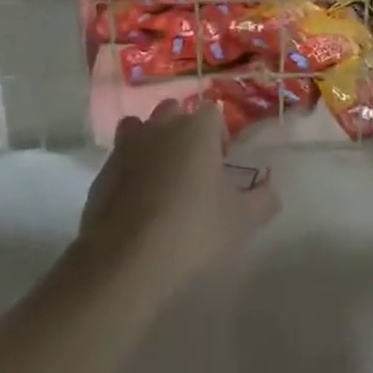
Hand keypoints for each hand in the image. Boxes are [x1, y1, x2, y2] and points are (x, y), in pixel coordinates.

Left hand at [78, 101, 279, 304]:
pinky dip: (128, 172)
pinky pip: (119, 161)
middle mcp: (160, 127)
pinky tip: (136, 205)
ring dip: (151, 143)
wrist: (126, 261)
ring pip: (140, 128)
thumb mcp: (242, 221)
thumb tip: (271, 190)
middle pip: (174, 112)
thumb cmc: (193, 230)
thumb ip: (263, 200)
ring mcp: (126, 147)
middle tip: (194, 169)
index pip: (212, 113)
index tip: (222, 166)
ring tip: (161, 179)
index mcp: (196, 129)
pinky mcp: (102, 174)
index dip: (219, 136)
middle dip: (184, 131)